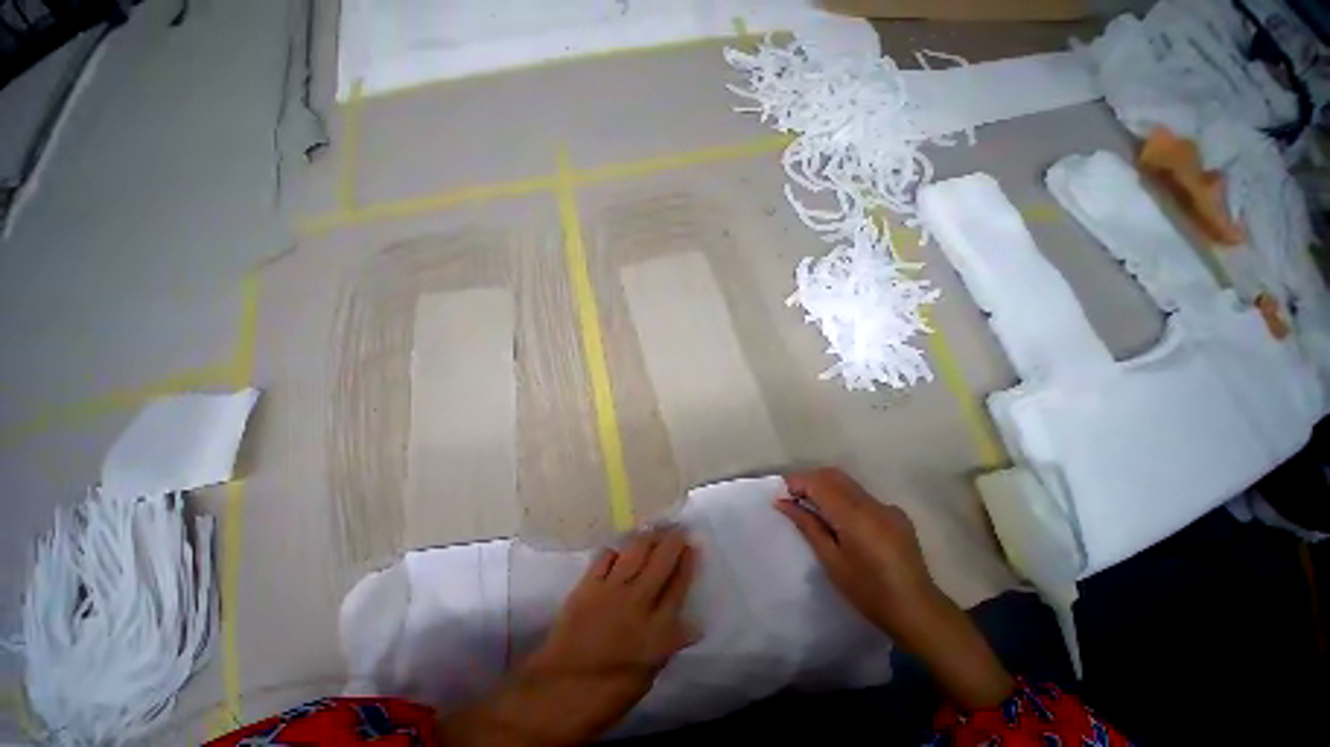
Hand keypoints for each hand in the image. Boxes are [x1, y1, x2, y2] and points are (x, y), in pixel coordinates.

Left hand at [440, 528, 697, 746]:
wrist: (558, 693)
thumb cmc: (607, 693)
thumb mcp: (648, 675)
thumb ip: (669, 643)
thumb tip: (693, 624)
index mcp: (656, 630)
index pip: (679, 586)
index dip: (687, 563)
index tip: (693, 546)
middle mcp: (637, 602)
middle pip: (661, 561)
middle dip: (673, 540)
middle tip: (678, 529)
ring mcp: (611, 590)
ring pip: (636, 551)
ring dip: (648, 536)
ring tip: (655, 528)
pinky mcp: (587, 586)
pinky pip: (605, 557)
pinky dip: (615, 550)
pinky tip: (619, 549)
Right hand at [775, 467, 938, 640]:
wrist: (918, 612)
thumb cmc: (868, 592)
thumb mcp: (831, 560)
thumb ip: (807, 525)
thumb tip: (782, 502)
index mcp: (855, 516)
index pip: (819, 483)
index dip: (796, 482)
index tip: (781, 494)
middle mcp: (872, 503)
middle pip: (833, 475)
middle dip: (809, 480)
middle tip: (792, 498)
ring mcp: (887, 507)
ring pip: (848, 483)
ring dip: (826, 487)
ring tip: (811, 506)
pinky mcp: (896, 515)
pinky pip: (863, 496)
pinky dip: (844, 498)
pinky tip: (842, 520)